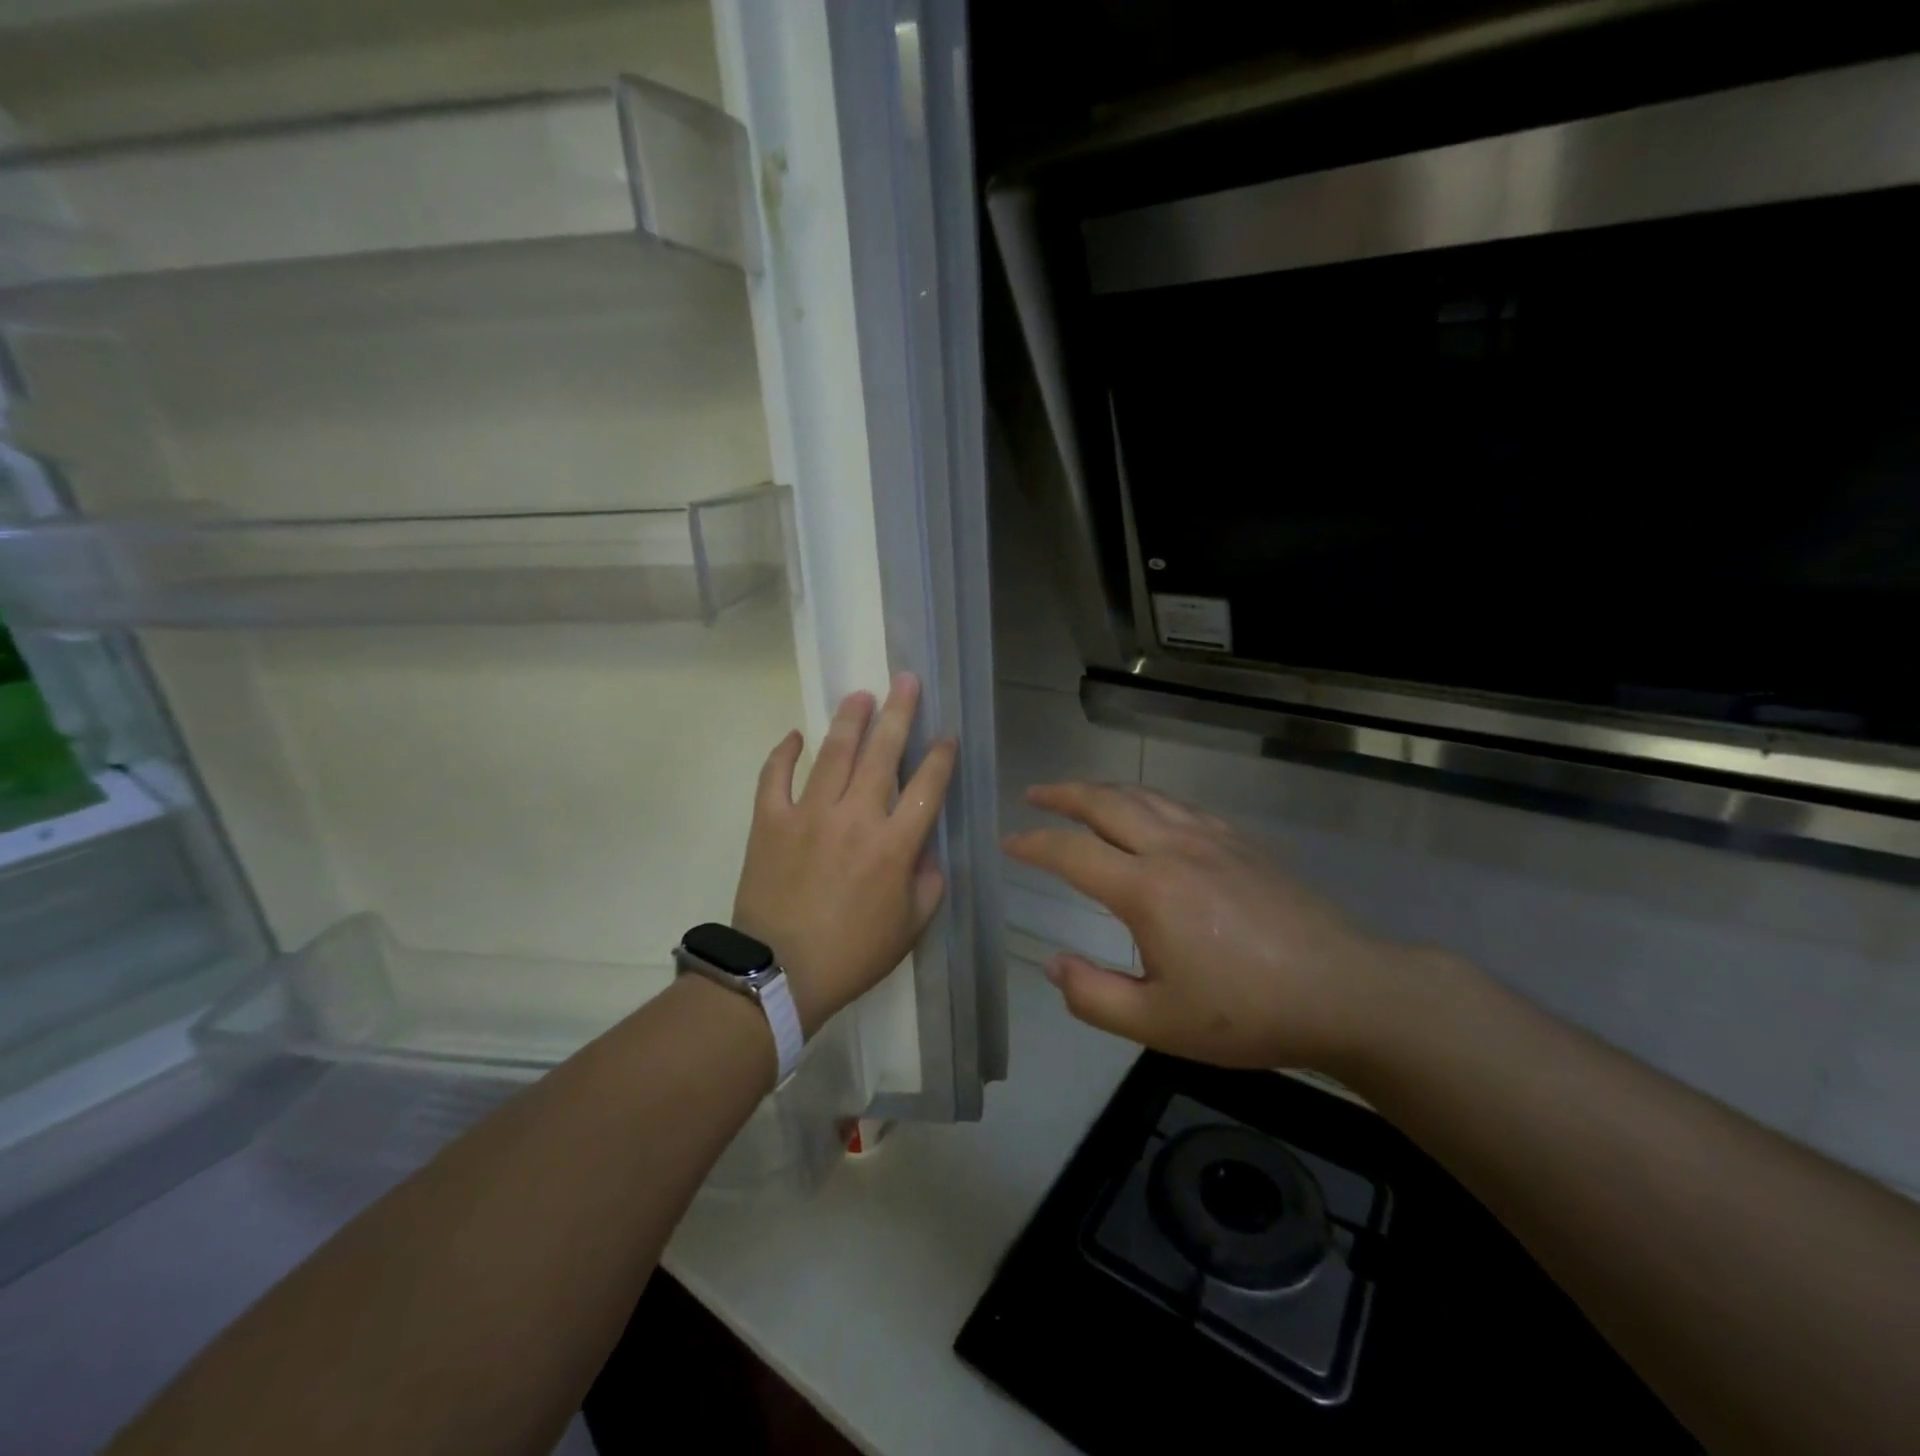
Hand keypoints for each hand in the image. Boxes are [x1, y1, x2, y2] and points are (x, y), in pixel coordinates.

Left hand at [732, 674, 956, 1037]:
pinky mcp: (769, 822)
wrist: (780, 975)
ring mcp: (808, 815)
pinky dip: (783, 753)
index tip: (946, 736)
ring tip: (860, 695)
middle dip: (899, 713)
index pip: (927, 787)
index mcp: (895, 845)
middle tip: (906, 680)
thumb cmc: (853, 954)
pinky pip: (774, 777)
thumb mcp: (911, 927)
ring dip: (849, 720)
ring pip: (834, 754)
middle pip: (882, 753)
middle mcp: (855, 817)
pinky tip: (795, 735)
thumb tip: (926, 848)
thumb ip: (928, 883)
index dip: (941, 757)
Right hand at [1003, 782, 1440, 1071]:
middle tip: (1034, 795)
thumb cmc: (1246, 1012)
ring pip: (1143, 796)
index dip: (1034, 844)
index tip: (1010, 844)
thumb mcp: (1158, 1024)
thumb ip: (1093, 996)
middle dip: (1062, 795)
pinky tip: (1147, 813)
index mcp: (1147, 889)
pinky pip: (1178, 805)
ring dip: (1102, 790)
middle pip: (1105, 803)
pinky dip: (1145, 799)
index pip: (1072, 852)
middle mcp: (1173, 848)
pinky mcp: (1239, 841)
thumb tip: (1053, 965)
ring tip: (1079, 795)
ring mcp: (1210, 838)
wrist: (1345, 991)